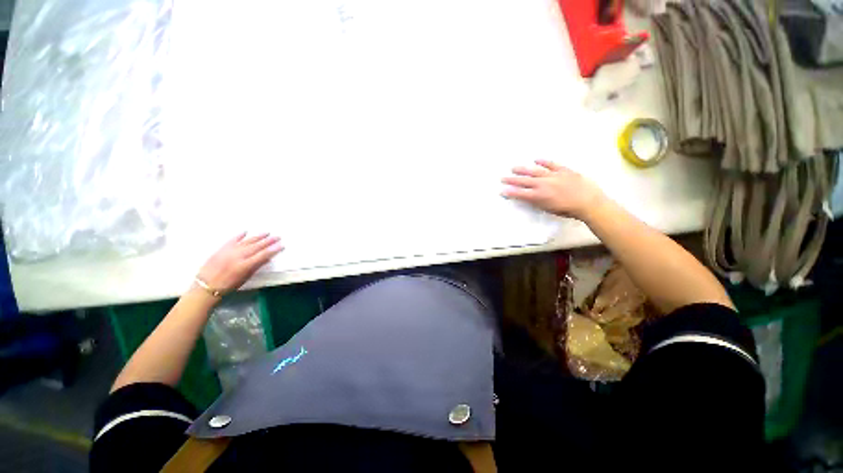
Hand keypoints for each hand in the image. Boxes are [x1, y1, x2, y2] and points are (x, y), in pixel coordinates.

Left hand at [196, 232, 283, 292]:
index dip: (273, 250)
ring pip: (246, 241)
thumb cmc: (228, 285)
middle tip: (277, 237)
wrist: (205, 286)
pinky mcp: (221, 249)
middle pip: (256, 246)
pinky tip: (245, 232)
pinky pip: (232, 240)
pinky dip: (239, 236)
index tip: (281, 245)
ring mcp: (229, 251)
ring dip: (257, 237)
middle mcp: (238, 256)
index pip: (263, 255)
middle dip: (268, 241)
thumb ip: (256, 267)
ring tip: (266, 233)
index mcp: (245, 265)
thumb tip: (267, 259)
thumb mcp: (245, 278)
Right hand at [502, 160, 604, 220]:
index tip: (502, 191)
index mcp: (539, 196)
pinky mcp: (563, 170)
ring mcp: (553, 175)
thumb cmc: (568, 210)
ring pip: (535, 171)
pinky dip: (544, 161)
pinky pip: (552, 164)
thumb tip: (528, 197)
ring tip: (514, 168)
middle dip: (512, 180)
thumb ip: (537, 202)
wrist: (589, 202)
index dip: (510, 192)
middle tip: (502, 178)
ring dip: (523, 169)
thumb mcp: (549, 209)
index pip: (521, 193)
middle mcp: (543, 184)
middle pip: (524, 181)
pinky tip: (536, 159)